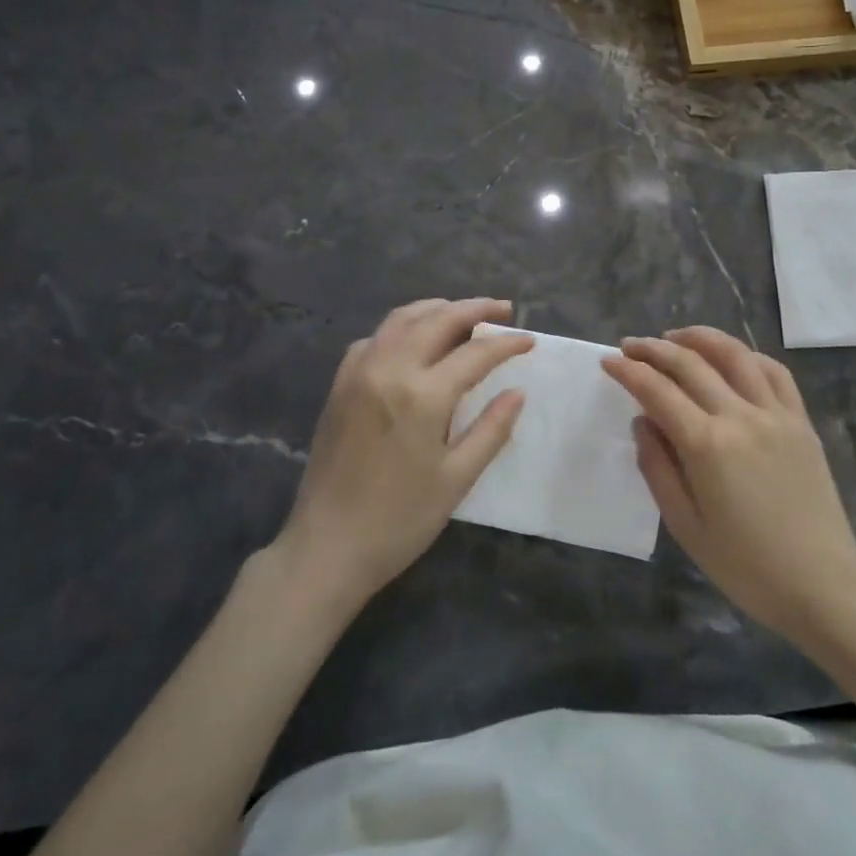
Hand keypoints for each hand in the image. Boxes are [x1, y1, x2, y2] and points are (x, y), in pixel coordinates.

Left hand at [276, 298, 531, 607]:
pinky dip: (402, 327)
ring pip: (402, 319)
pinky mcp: (340, 384)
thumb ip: (491, 429)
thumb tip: (517, 392)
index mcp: (422, 395)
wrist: (327, 547)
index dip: (506, 343)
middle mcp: (388, 369)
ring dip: (437, 309)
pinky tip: (415, 341)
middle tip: (503, 309)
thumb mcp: (457, 479)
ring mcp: (358, 372)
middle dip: (475, 308)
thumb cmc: (400, 520)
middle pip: (437, 319)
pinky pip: (375, 338)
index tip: (529, 340)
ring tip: (464, 314)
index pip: (475, 352)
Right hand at [602, 326, 855, 641]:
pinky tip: (731, 357)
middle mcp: (740, 417)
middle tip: (630, 346)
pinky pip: (774, 372)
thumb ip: (657, 468)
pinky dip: (747, 355)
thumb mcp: (685, 526)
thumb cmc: (746, 565)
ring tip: (675, 337)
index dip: (628, 371)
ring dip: (699, 338)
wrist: (822, 584)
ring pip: (734, 355)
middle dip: (654, 349)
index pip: (657, 391)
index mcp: (707, 445)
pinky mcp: (800, 421)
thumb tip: (642, 422)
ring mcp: (775, 414)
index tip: (608, 361)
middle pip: (690, 364)